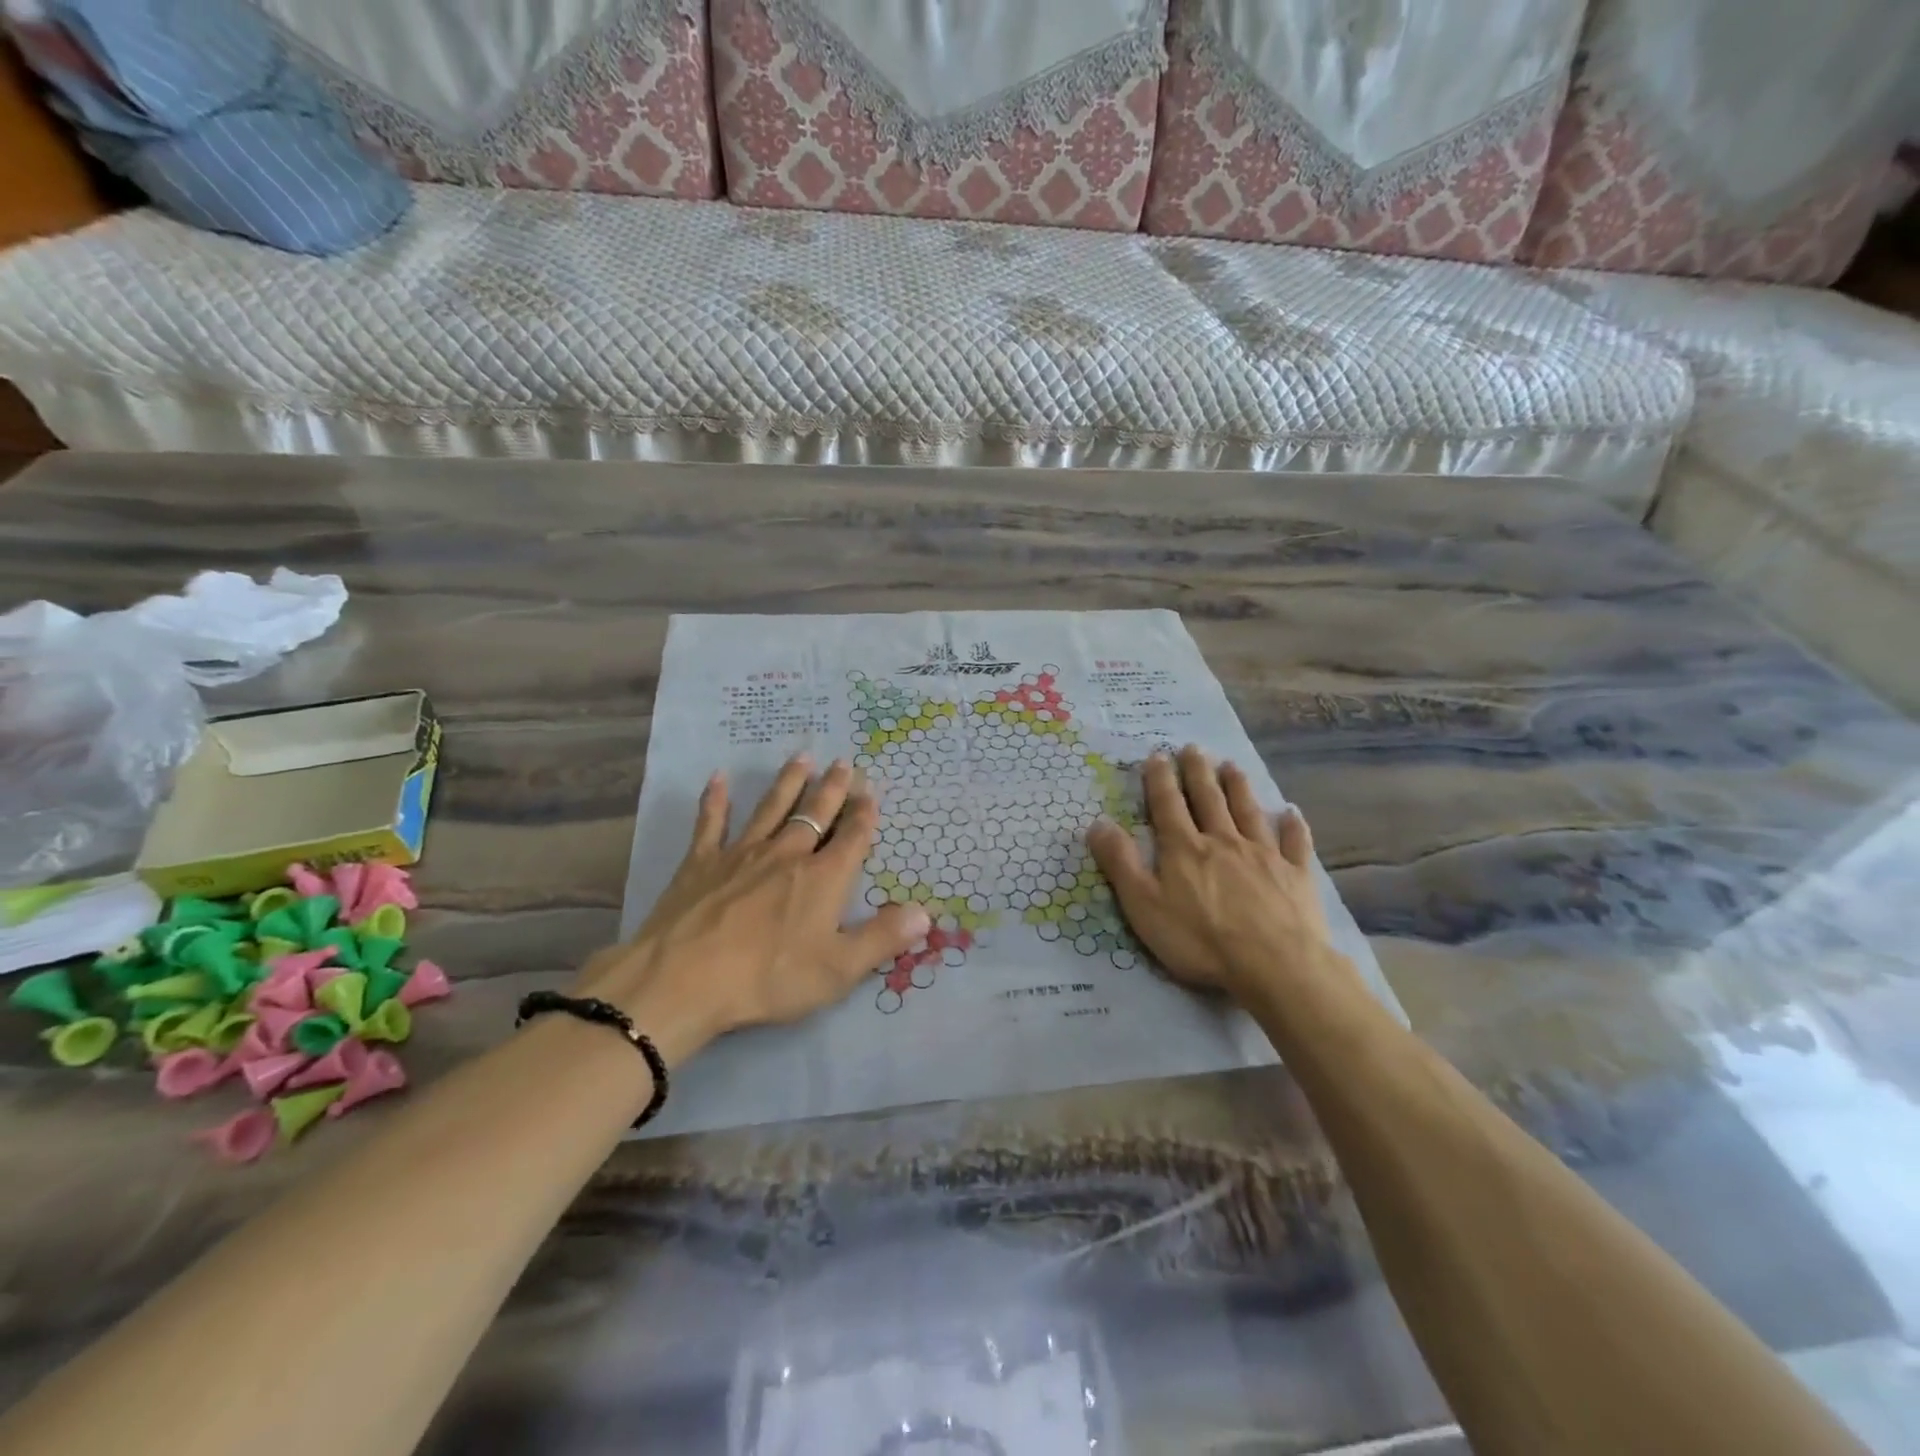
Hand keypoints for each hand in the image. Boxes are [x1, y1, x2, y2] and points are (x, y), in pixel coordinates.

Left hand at [570, 756, 928, 1063]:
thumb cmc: (768, 978)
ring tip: (802, 759)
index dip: (865, 814)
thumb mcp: (838, 969)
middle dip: (833, 788)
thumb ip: (882, 938)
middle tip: (843, 763)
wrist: (684, 979)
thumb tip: (925, 912)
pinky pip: (711, 823)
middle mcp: (787, 854)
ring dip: (788, 783)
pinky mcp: (701, 863)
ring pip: (771, 808)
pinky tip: (717, 779)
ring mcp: (741, 854)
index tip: (871, 790)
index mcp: (823, 878)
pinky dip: (715, 801)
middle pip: (815, 813)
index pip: (852, 838)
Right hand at [1086, 746, 1357, 1005]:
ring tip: (1231, 766)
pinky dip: (1293, 826)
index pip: (1168, 805)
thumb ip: (1121, 863)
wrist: (1275, 965)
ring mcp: (1263, 855)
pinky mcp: (1296, 875)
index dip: (1160, 779)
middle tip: (1194, 747)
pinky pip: (1294, 843)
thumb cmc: (1200, 939)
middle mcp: (1223, 841)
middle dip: (1198, 772)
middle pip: (1209, 798)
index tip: (1157, 755)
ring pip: (1248, 811)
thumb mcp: (1144, 906)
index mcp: (1184, 848)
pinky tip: (1292, 813)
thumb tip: (1097, 823)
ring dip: (1238, 787)